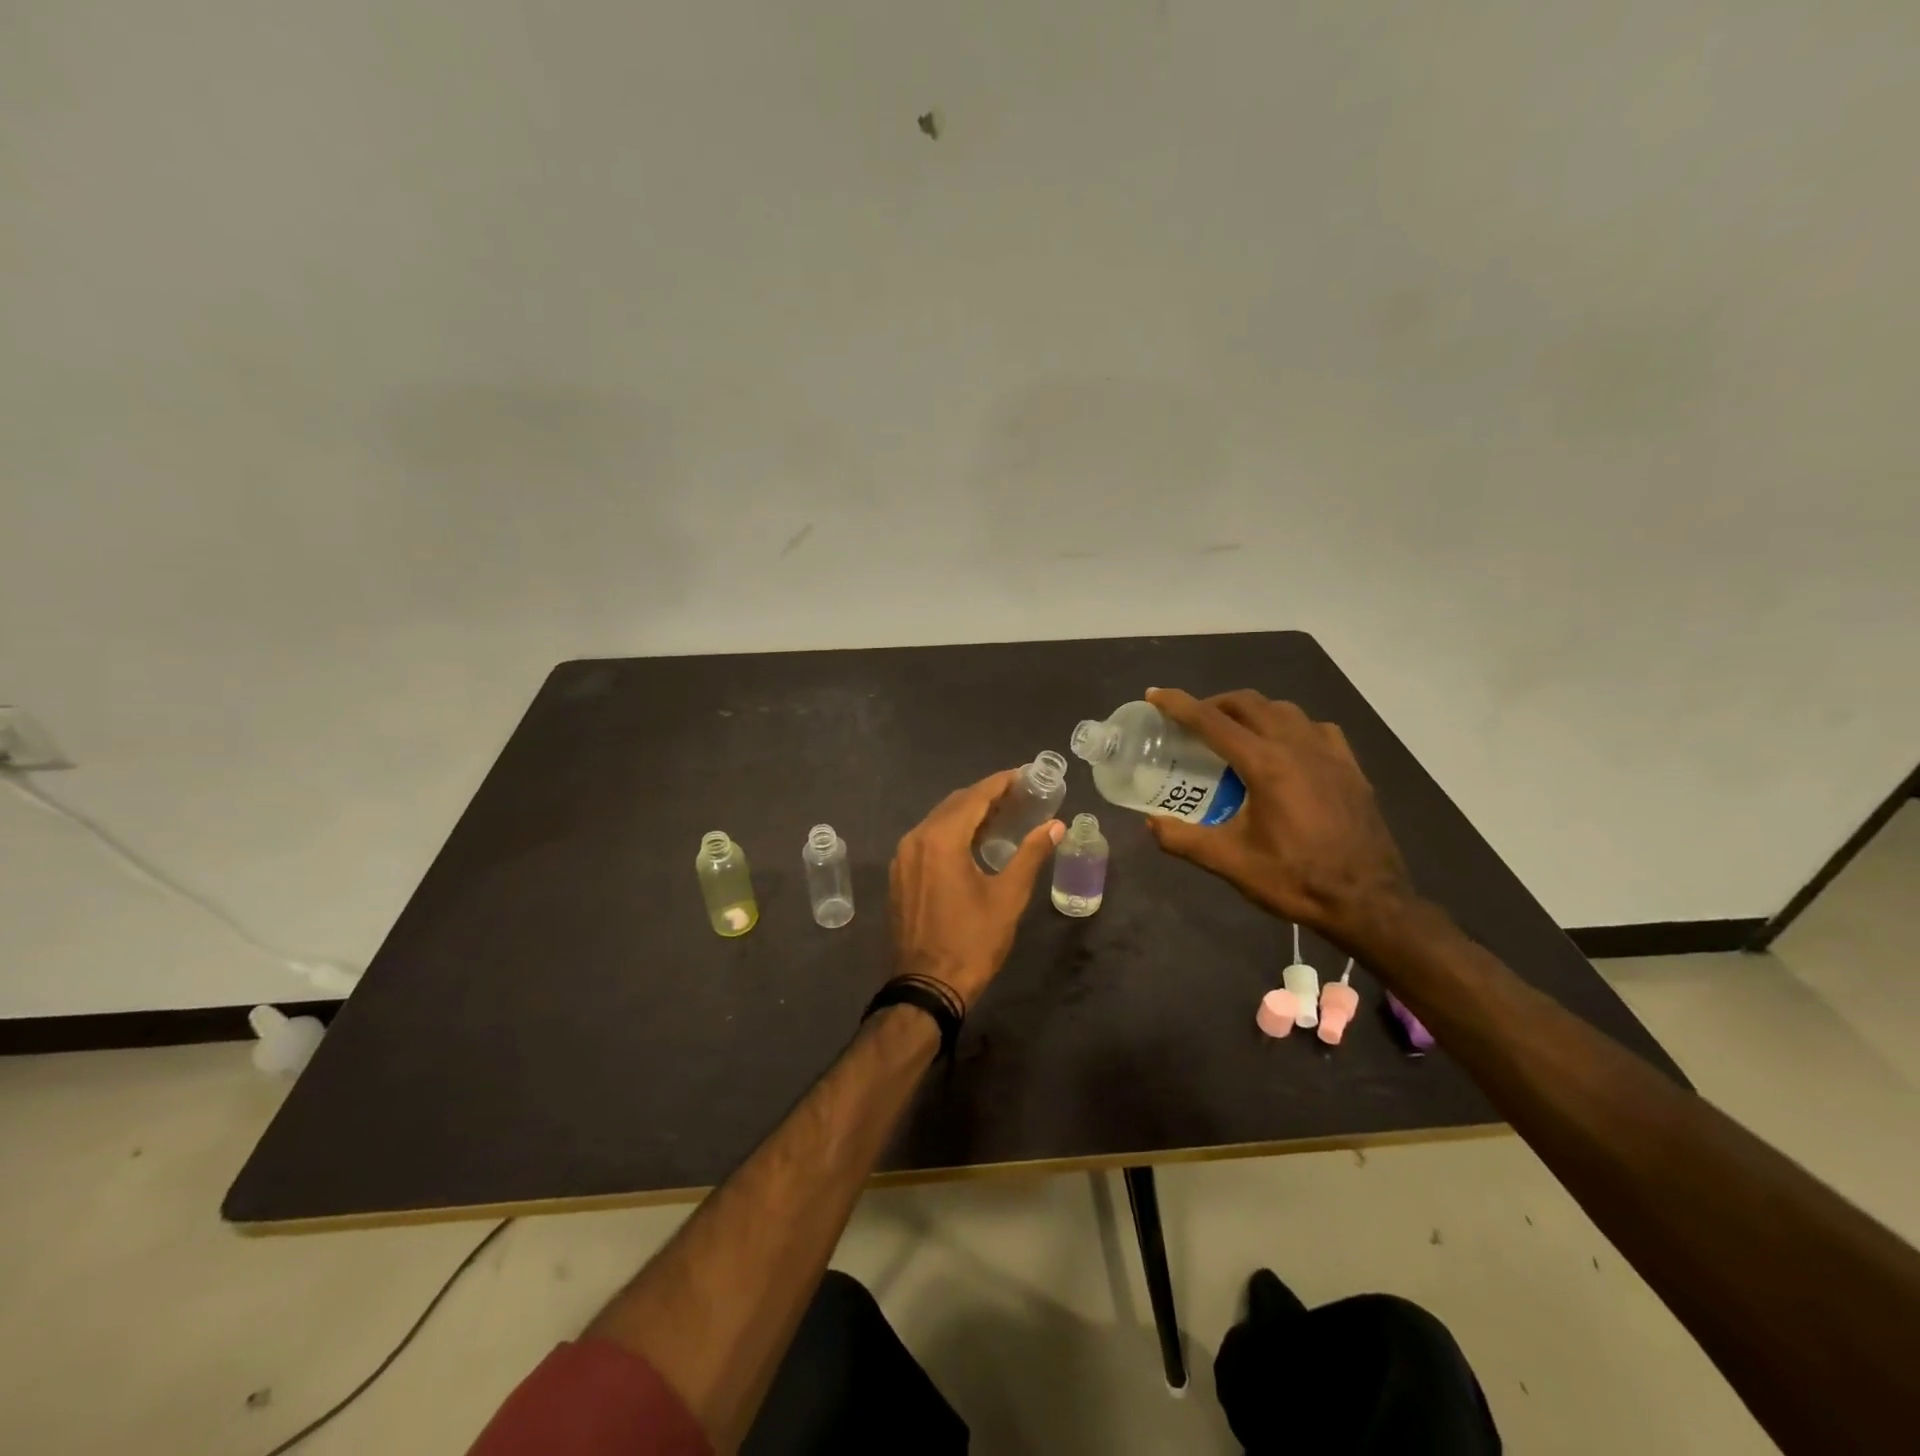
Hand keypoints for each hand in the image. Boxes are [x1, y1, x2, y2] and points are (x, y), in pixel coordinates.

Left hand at [890, 770, 1063, 1010]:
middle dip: (986, 796)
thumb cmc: (972, 941)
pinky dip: (951, 833)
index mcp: (941, 839)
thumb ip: (1031, 854)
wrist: (927, 987)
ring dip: (968, 814)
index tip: (1026, 775)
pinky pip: (927, 840)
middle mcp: (916, 839)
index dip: (1002, 783)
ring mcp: (903, 858)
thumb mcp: (1008, 897)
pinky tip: (972, 842)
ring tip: (1001, 816)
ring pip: (938, 821)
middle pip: (954, 804)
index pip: (975, 797)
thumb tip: (1056, 825)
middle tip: (1019, 795)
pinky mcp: (900, 875)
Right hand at [1144, 688, 1413, 943]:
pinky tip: (1286, 747)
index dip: (1179, 705)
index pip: (1212, 722)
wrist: (1368, 901)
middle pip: (1249, 704)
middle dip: (1215, 703)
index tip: (1155, 694)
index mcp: (1265, 765)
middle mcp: (1297, 747)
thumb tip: (1151, 824)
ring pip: (1284, 710)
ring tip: (1235, 732)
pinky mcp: (1350, 767)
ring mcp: (1329, 754)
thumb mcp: (1231, 864)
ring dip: (1252, 711)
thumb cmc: (1296, 879)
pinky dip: (1290, 726)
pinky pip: (1315, 728)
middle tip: (1192, 721)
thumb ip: (1184, 840)